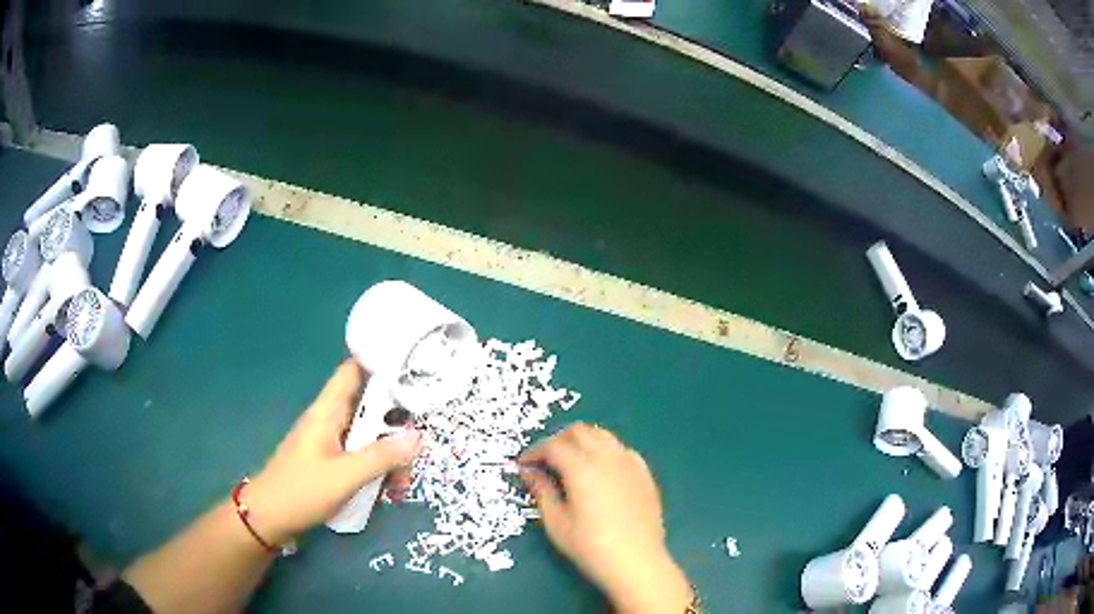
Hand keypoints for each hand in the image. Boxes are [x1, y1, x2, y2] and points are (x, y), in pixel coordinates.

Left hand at [243, 361, 421, 545]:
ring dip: (389, 454)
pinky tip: (387, 492)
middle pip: (369, 406)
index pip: (353, 370)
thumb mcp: (345, 476)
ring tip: (401, 484)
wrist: (268, 518)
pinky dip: (377, 469)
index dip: (381, 363)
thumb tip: (419, 437)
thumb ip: (381, 456)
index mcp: (327, 412)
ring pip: (368, 435)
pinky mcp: (331, 462)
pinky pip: (361, 455)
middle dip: (395, 424)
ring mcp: (330, 442)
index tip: (414, 370)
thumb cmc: (301, 491)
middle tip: (418, 445)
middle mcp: (330, 420)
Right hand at [519, 423, 691, 612]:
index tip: (523, 465)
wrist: (636, 562)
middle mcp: (608, 457)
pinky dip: (604, 451)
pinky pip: (621, 449)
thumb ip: (541, 491)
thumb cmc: (591, 547)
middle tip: (545, 462)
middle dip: (557, 441)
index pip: (553, 446)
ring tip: (570, 464)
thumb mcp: (557, 523)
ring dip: (581, 442)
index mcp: (583, 468)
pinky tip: (599, 472)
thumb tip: (528, 471)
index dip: (534, 452)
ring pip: (602, 436)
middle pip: (579, 432)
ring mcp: (630, 463)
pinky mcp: (644, 473)